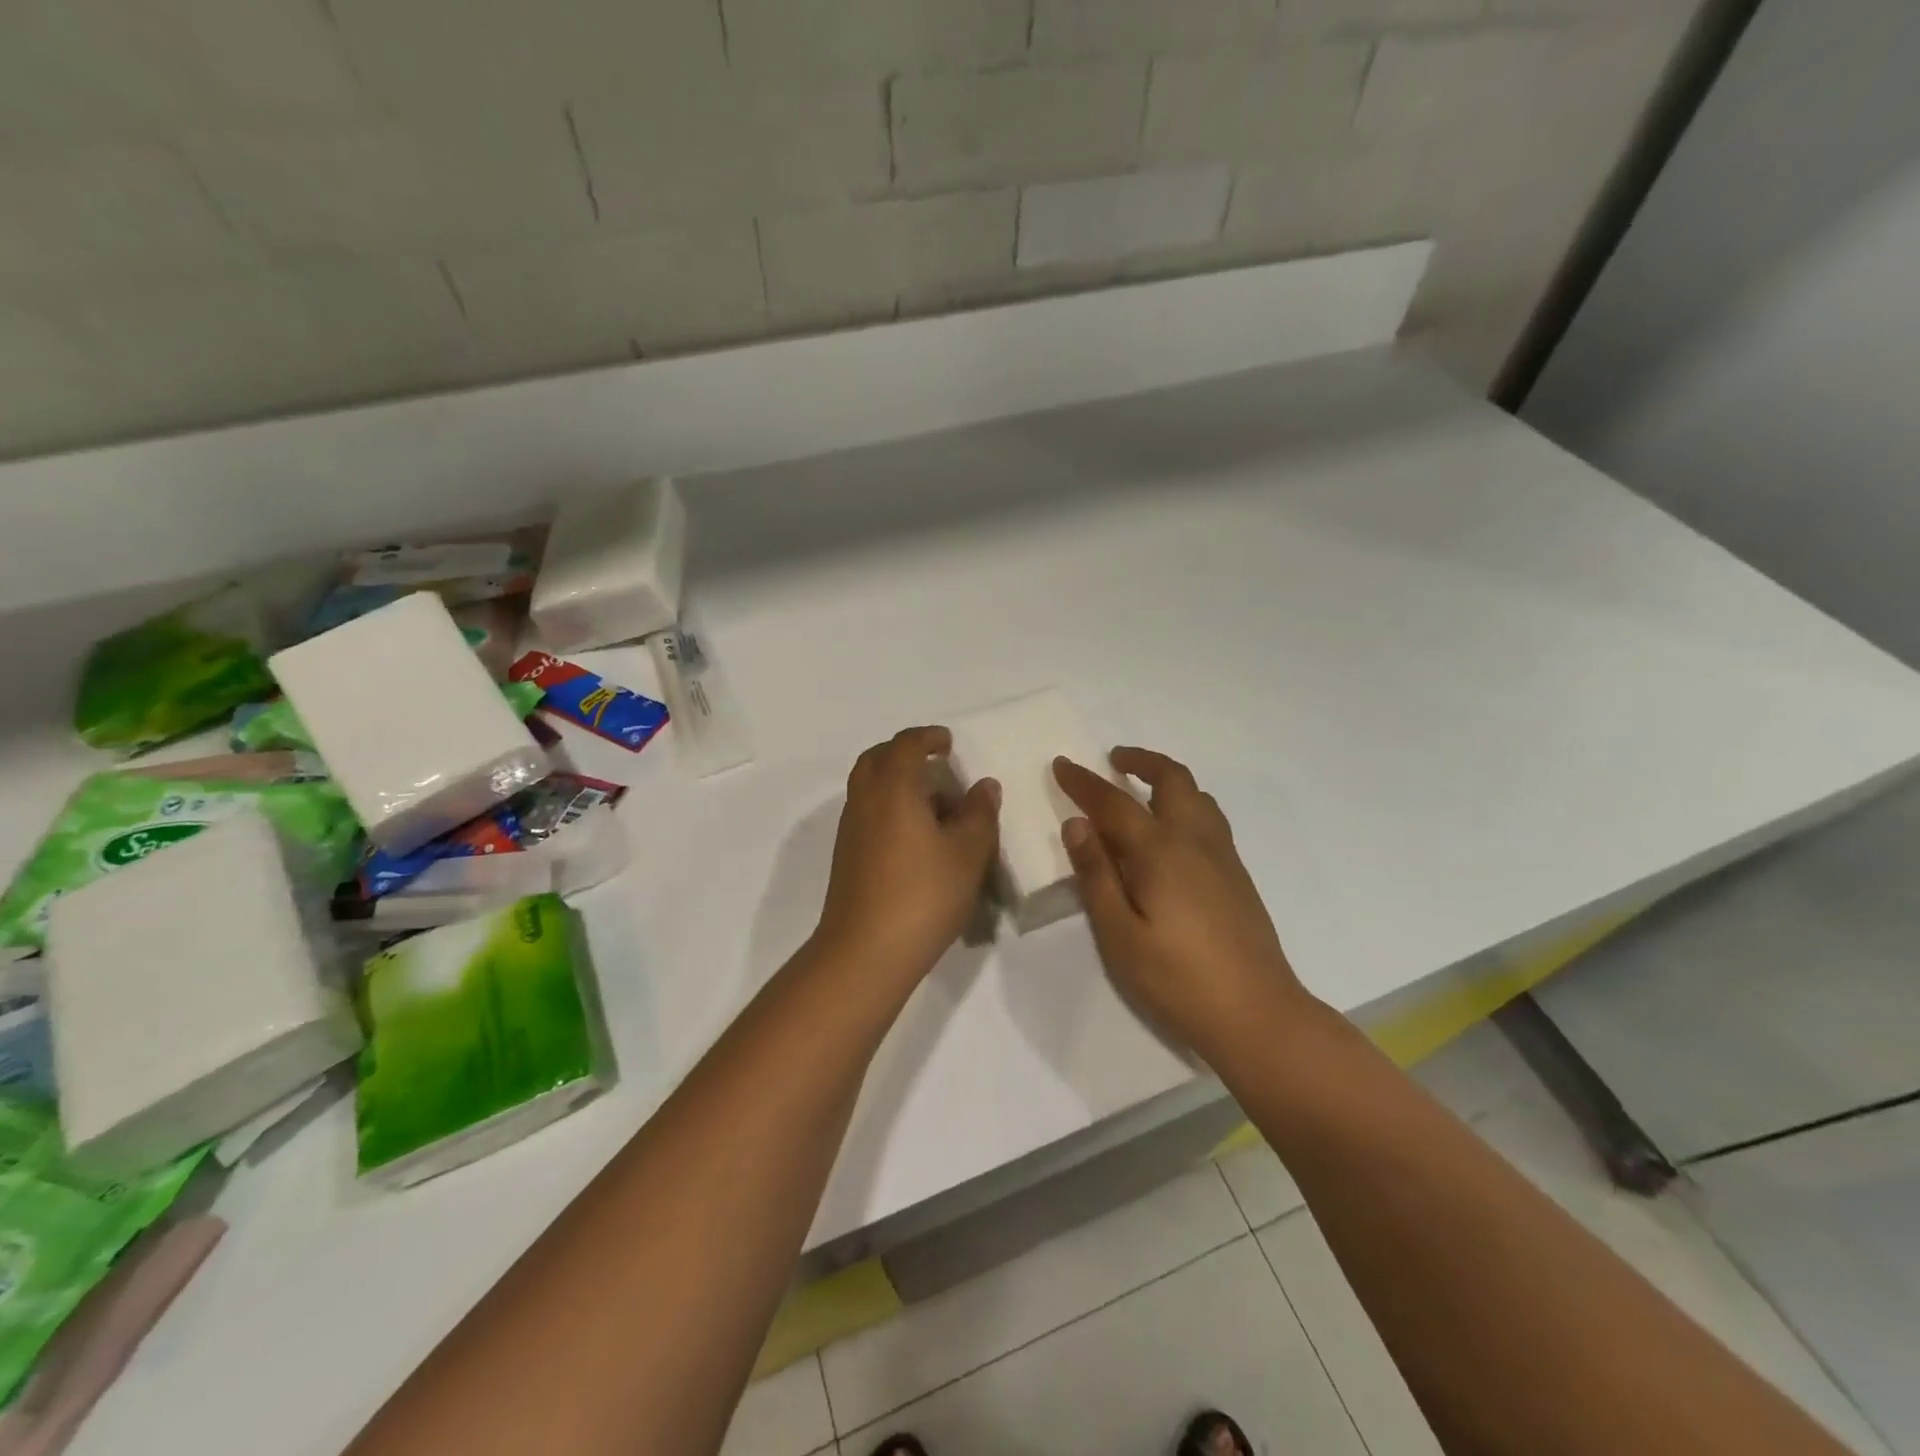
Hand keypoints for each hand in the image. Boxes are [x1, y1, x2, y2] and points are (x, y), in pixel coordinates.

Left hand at [815, 726, 999, 978]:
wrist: (865, 953)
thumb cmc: (923, 894)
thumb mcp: (967, 853)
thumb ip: (979, 814)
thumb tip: (983, 786)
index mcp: (892, 788)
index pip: (905, 744)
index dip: (928, 737)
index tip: (948, 743)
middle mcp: (864, 801)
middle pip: (876, 760)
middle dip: (904, 754)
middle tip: (935, 764)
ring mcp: (850, 831)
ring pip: (870, 789)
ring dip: (898, 784)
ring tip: (937, 807)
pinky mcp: (847, 858)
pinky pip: (868, 815)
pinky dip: (890, 810)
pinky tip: (919, 840)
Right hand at [1053, 747, 1315, 1061]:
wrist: (1257, 1014)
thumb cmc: (1177, 979)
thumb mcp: (1119, 934)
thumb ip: (1096, 875)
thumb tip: (1077, 824)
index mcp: (1161, 852)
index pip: (1114, 803)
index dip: (1084, 782)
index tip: (1061, 764)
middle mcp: (1195, 841)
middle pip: (1172, 779)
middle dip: (1141, 760)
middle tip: (1113, 760)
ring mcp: (1223, 856)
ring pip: (1198, 796)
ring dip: (1167, 780)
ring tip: (1142, 791)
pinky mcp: (1238, 875)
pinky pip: (1210, 818)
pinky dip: (1186, 804)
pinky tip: (1171, 834)